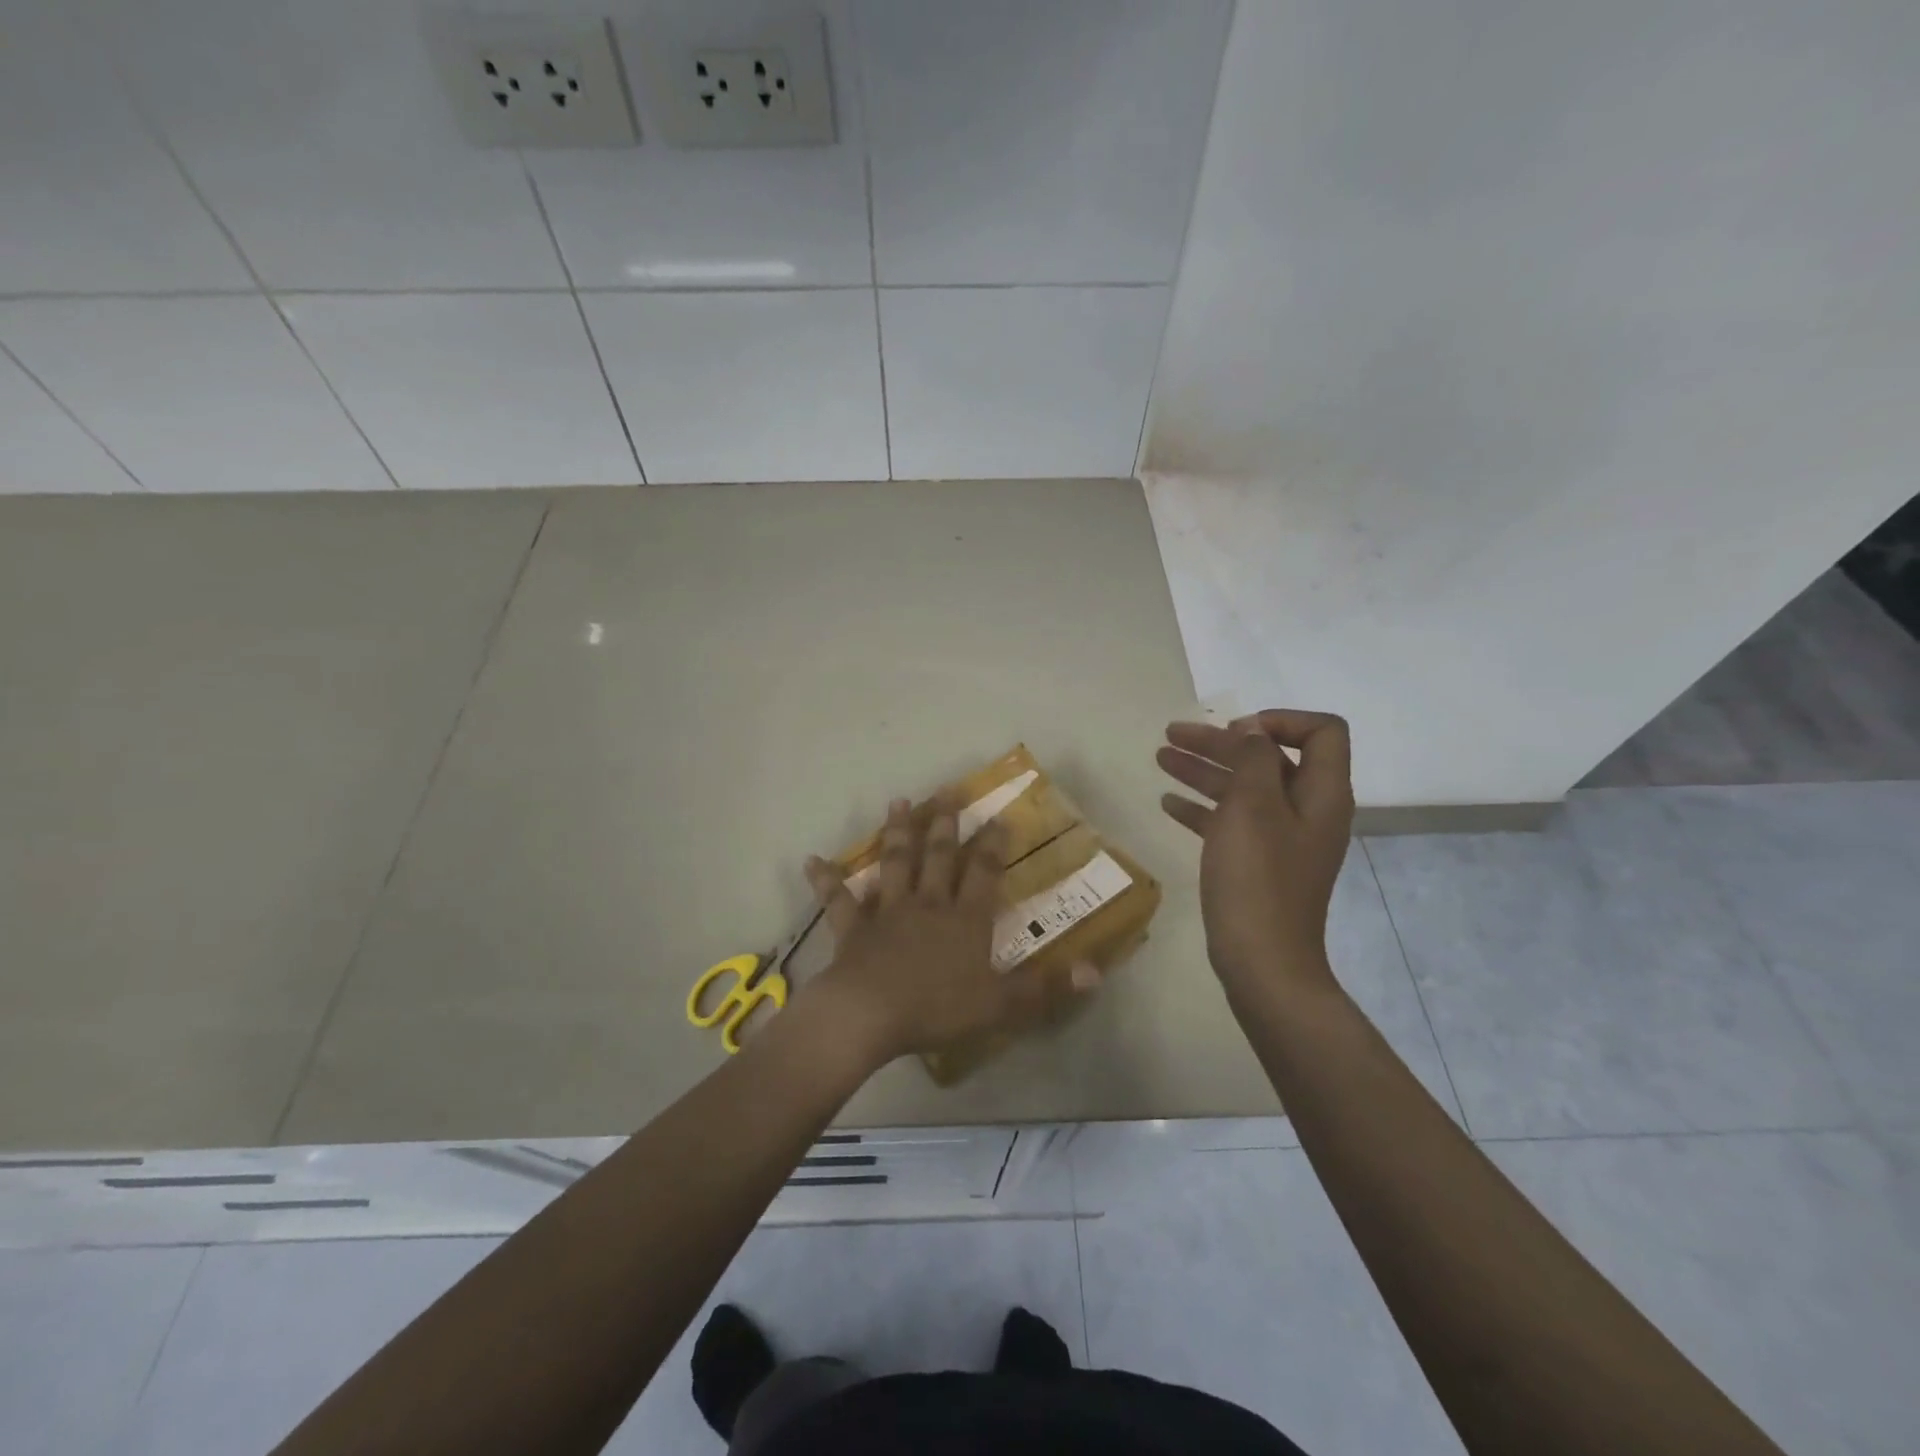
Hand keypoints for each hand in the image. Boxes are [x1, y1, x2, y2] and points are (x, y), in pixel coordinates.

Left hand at [800, 798, 1098, 1067]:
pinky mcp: (853, 928)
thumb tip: (1096, 970)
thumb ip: (1047, 988)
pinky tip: (813, 861)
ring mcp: (887, 912)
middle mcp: (928, 904)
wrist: (870, 1015)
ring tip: (899, 802)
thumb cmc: (937, 1009)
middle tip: (947, 790)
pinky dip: (827, 880)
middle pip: (938, 856)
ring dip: (897, 833)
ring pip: (894, 864)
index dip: (992, 844)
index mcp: (964, 919)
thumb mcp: (1002, 1005)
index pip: (983, 872)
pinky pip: (839, 900)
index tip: (998, 816)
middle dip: (945, 823)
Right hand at [1156, 710, 1354, 996]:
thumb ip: (1253, 759)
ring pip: (1243, 790)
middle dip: (1221, 742)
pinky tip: (1168, 803)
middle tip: (1173, 734)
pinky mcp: (1258, 864)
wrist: (1261, 960)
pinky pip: (1231, 822)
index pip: (1322, 732)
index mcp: (1322, 793)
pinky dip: (1203, 807)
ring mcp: (1283, 840)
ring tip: (1162, 758)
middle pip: (1269, 759)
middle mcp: (1307, 811)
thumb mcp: (1253, 807)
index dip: (1281, 720)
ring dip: (1204, 770)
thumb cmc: (1257, 877)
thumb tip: (1253, 731)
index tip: (1235, 728)